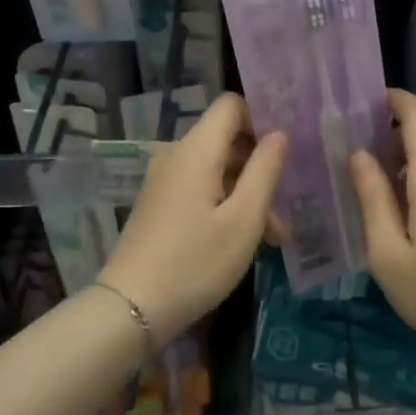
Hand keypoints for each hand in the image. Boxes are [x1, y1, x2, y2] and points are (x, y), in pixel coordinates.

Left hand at [102, 93, 286, 344]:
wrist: (130, 309)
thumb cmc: (195, 261)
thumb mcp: (244, 219)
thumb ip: (265, 170)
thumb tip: (279, 134)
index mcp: (196, 149)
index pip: (231, 105)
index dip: (261, 119)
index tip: (285, 151)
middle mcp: (176, 155)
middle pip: (226, 140)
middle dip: (260, 167)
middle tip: (285, 208)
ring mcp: (164, 180)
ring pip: (216, 169)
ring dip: (247, 193)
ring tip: (272, 237)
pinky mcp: (159, 204)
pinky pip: (200, 188)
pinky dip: (225, 204)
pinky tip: (242, 241)